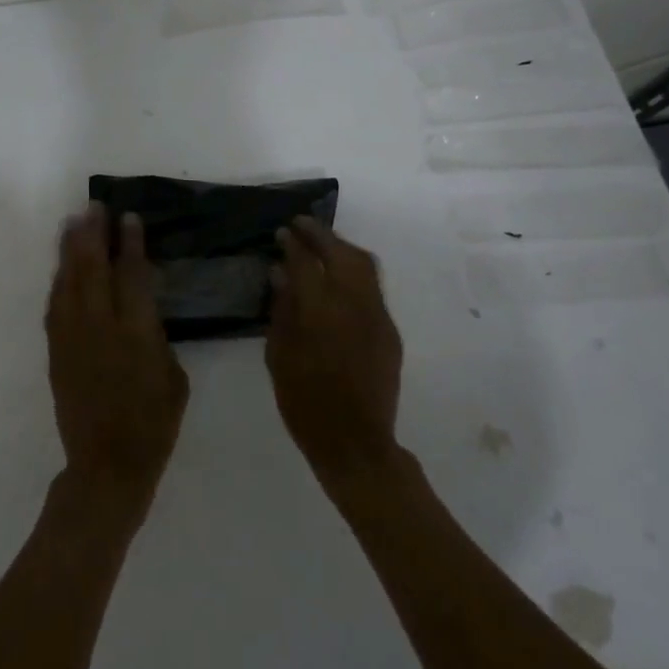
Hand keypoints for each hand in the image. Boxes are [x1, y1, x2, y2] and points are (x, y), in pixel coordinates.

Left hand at [45, 202, 189, 515]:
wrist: (107, 464)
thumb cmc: (154, 423)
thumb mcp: (174, 377)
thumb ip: (157, 337)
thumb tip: (143, 312)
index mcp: (137, 333)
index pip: (132, 275)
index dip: (131, 243)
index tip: (129, 218)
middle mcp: (101, 327)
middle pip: (94, 268)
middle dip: (94, 234)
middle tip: (95, 207)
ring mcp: (73, 338)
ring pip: (69, 282)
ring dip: (70, 249)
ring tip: (73, 222)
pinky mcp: (56, 351)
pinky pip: (54, 305)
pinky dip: (58, 280)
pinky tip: (62, 266)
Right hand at [267, 216, 403, 489]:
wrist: (355, 442)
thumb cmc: (304, 402)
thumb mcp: (279, 356)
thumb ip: (282, 309)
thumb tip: (280, 274)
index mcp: (320, 312)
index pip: (306, 262)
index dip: (293, 243)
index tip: (282, 232)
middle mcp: (354, 305)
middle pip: (341, 254)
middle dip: (321, 234)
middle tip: (301, 225)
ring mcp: (377, 316)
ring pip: (364, 265)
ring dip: (342, 248)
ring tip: (322, 244)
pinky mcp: (390, 331)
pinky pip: (373, 289)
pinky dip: (354, 272)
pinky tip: (339, 279)